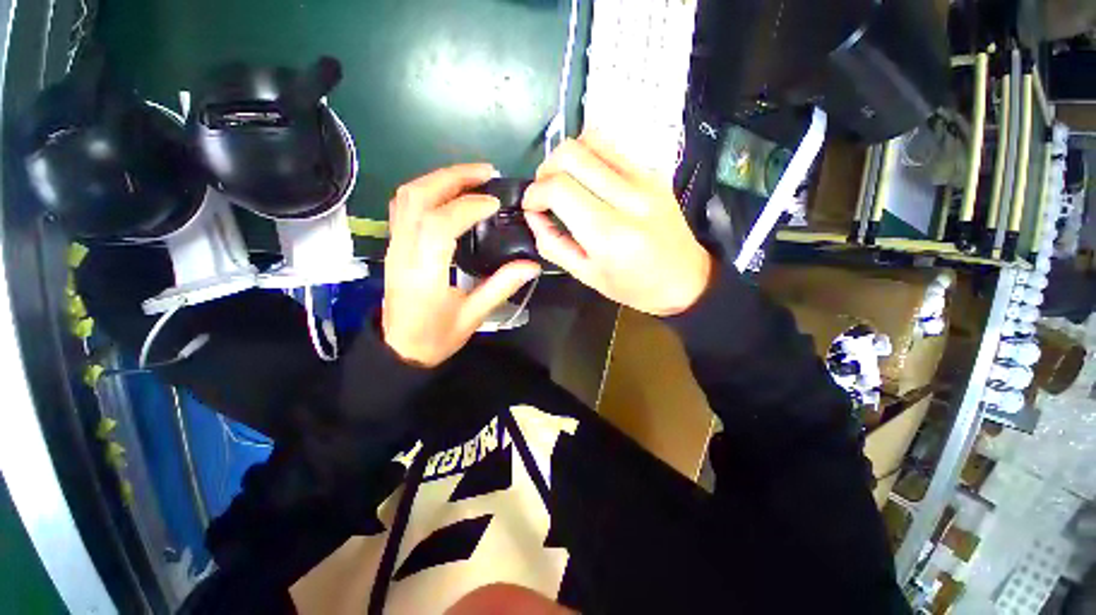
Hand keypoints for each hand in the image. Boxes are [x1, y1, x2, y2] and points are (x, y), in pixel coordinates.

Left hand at [383, 164, 540, 366]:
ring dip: (439, 179)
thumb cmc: (436, 337)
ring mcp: (394, 246)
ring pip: (406, 197)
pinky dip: (427, 190)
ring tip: (471, 178)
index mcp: (424, 273)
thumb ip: (501, 287)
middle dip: (452, 177)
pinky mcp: (394, 245)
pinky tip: (449, 194)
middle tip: (485, 173)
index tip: (494, 204)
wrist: (399, 350)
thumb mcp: (473, 317)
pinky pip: (404, 206)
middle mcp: (403, 252)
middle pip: (417, 197)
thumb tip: (531, 265)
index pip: (439, 225)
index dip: (467, 207)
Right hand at [522, 134, 712, 316]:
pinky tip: (587, 179)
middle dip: (545, 170)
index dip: (535, 193)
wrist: (687, 280)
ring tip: (563, 182)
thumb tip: (533, 216)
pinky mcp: (653, 172)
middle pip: (571, 154)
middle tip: (544, 193)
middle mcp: (628, 198)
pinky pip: (612, 146)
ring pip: (591, 139)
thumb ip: (553, 245)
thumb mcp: (587, 276)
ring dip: (566, 157)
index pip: (560, 188)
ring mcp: (645, 179)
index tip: (531, 206)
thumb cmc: (635, 287)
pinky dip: (589, 156)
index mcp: (610, 233)